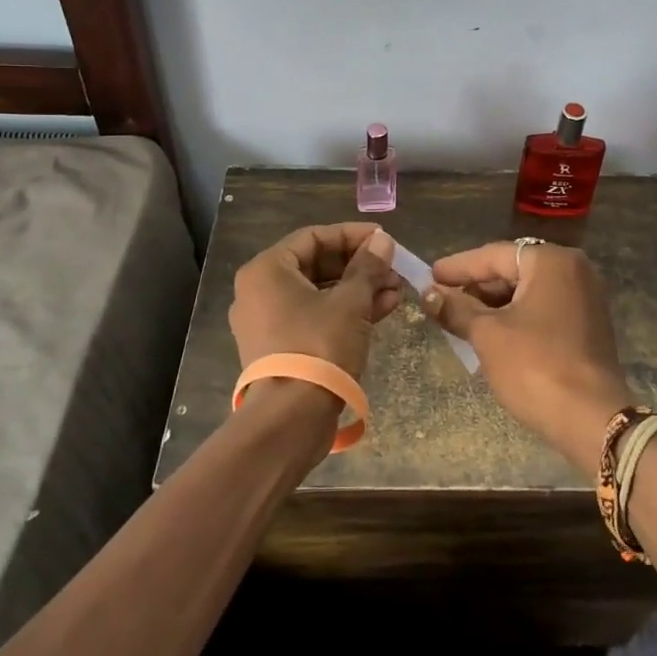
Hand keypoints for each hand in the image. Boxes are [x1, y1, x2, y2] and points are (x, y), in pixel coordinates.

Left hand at [229, 223, 403, 382]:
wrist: (290, 420)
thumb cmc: (318, 347)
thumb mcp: (351, 302)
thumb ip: (368, 267)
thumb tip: (383, 241)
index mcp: (267, 270)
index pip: (314, 237)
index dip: (353, 235)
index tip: (385, 239)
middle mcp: (260, 291)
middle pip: (316, 265)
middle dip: (360, 266)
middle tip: (393, 268)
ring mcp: (268, 322)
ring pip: (319, 293)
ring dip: (358, 289)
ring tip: (396, 291)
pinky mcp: (281, 348)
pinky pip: (315, 317)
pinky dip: (345, 312)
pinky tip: (383, 310)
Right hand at [422, 241, 635, 476]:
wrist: (591, 420)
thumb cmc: (535, 367)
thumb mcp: (488, 335)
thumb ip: (456, 308)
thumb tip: (428, 294)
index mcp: (551, 261)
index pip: (494, 255)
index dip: (458, 267)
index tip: (429, 275)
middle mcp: (573, 270)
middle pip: (513, 270)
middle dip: (476, 286)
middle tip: (440, 298)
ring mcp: (585, 297)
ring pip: (527, 291)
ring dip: (493, 304)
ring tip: (458, 317)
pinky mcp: (587, 325)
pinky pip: (543, 309)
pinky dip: (516, 316)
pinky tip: (489, 332)